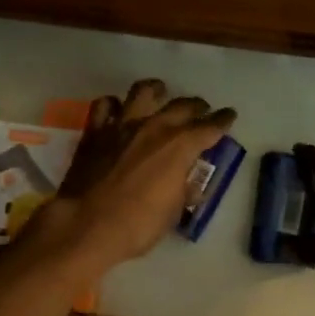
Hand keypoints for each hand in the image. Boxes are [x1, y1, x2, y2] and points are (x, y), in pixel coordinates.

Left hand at [24, 79, 234, 277]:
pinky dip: (114, 105)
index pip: (210, 127)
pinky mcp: (95, 130)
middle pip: (182, 106)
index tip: (229, 115)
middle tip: (201, 110)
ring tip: (160, 92)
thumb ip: (183, 191)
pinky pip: (105, 105)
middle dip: (197, 106)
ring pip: (143, 91)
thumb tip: (189, 184)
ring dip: (156, 90)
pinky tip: (117, 111)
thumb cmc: (136, 225)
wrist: (85, 224)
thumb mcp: (172, 214)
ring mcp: (122, 125)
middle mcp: (155, 127)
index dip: (222, 120)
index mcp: (180, 147)